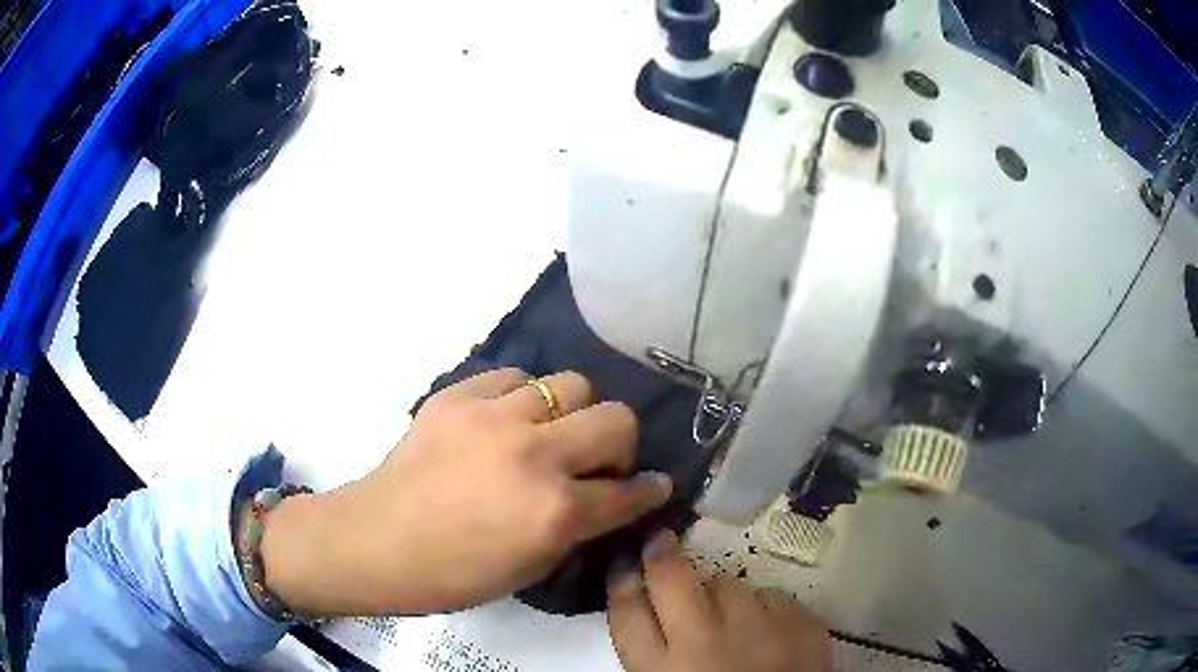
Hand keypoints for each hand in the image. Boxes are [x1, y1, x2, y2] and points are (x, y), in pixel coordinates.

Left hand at [258, 369, 673, 615]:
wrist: (376, 540)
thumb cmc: (453, 573)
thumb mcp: (530, 567)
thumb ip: (578, 528)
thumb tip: (610, 499)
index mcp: (554, 512)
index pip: (629, 491)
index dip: (650, 490)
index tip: (654, 485)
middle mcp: (534, 455)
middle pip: (615, 418)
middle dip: (619, 444)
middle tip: (594, 462)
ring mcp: (493, 417)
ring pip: (569, 384)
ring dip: (569, 415)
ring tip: (544, 436)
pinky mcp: (457, 396)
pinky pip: (513, 377)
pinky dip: (520, 398)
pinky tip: (501, 422)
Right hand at [608, 530, 831, 671]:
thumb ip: (653, 653)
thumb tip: (646, 604)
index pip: (628, 614)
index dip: (621, 583)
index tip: (624, 566)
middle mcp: (706, 645)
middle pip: (673, 579)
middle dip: (662, 557)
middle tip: (661, 543)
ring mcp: (760, 632)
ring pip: (729, 584)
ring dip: (722, 595)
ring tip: (729, 619)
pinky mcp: (803, 626)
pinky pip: (773, 596)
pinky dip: (765, 609)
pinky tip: (767, 632)